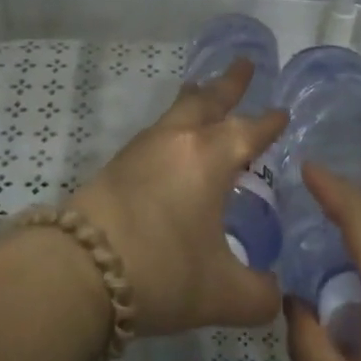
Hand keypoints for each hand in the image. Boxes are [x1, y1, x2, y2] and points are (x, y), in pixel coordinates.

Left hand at [68, 59, 287, 337]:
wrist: (78, 272)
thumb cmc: (162, 272)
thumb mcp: (223, 295)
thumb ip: (260, 296)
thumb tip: (276, 297)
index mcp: (208, 159)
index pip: (248, 131)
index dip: (269, 123)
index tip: (282, 112)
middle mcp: (174, 143)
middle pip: (206, 102)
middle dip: (228, 84)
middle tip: (244, 63)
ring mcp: (139, 152)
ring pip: (173, 114)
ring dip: (193, 101)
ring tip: (200, 90)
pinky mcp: (113, 168)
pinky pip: (152, 135)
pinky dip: (170, 128)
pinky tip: (168, 146)